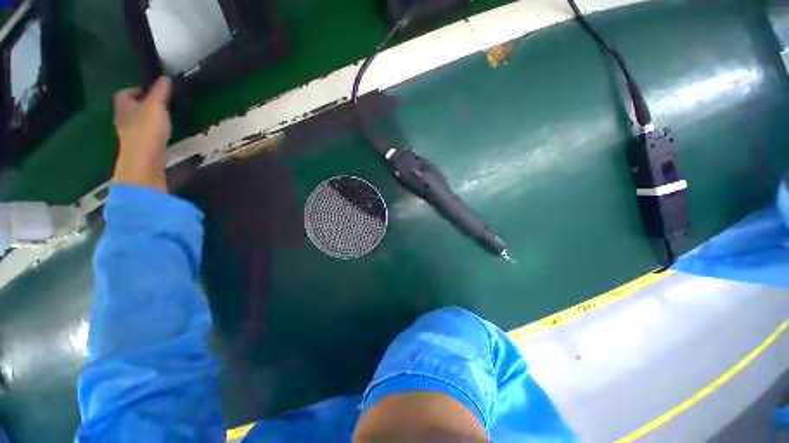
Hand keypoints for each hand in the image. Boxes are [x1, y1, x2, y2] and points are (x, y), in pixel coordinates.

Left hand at [111, 77, 172, 191]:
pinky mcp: (136, 145)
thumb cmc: (147, 128)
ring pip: (135, 120)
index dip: (137, 90)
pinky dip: (149, 132)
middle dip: (142, 105)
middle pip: (129, 107)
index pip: (125, 92)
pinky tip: (160, 134)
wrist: (143, 158)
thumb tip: (165, 77)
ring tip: (162, 120)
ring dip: (146, 119)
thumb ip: (160, 91)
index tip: (152, 92)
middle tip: (159, 106)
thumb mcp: (156, 106)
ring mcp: (127, 133)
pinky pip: (142, 133)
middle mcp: (121, 117)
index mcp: (123, 104)